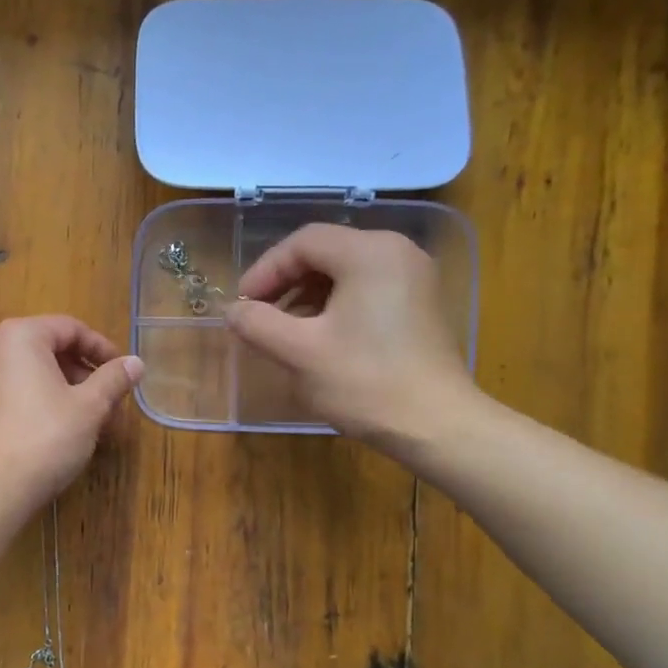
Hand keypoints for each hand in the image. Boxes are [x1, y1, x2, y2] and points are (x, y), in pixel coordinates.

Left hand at [0, 315, 143, 510]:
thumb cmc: (45, 436)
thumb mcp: (90, 407)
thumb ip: (113, 380)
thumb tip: (135, 362)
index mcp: (20, 336)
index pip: (70, 328)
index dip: (102, 349)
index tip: (124, 373)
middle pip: (51, 351)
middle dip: (86, 375)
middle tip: (112, 402)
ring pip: (36, 376)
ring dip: (69, 393)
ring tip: (95, 422)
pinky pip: (18, 395)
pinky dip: (45, 405)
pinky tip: (65, 434)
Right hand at [224, 226, 477, 451]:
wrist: (435, 425)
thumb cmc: (364, 382)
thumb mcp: (298, 352)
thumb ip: (257, 323)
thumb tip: (232, 311)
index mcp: (369, 252)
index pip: (302, 242)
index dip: (264, 270)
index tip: (241, 305)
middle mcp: (397, 252)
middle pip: (325, 252)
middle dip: (285, 283)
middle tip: (258, 317)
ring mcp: (414, 278)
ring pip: (345, 272)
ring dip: (307, 296)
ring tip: (284, 332)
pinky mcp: (420, 305)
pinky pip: (366, 290)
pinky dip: (335, 306)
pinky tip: (319, 339)